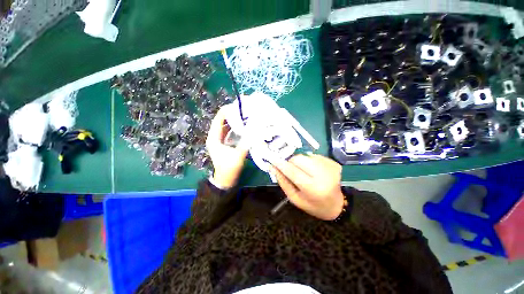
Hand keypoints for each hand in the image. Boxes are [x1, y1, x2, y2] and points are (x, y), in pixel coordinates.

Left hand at [206, 107, 248, 188]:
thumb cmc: (229, 168)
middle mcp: (215, 136)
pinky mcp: (224, 143)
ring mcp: (219, 139)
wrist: (226, 180)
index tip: (238, 106)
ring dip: (234, 120)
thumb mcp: (238, 156)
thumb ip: (245, 142)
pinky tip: (244, 125)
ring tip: (245, 115)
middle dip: (232, 114)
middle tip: (244, 110)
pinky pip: (229, 131)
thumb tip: (254, 129)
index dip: (227, 111)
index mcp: (214, 138)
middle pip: (222, 121)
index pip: (218, 119)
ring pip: (226, 125)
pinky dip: (235, 127)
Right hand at [271, 154, 344, 220]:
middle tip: (291, 170)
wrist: (336, 205)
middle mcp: (323, 175)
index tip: (272, 160)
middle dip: (291, 162)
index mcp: (313, 189)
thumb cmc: (313, 205)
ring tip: (304, 172)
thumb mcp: (295, 198)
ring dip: (300, 162)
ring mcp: (330, 167)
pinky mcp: (333, 162)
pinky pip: (313, 156)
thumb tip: (273, 167)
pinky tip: (313, 171)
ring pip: (305, 156)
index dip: (281, 164)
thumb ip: (283, 182)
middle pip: (299, 159)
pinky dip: (309, 161)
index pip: (293, 172)